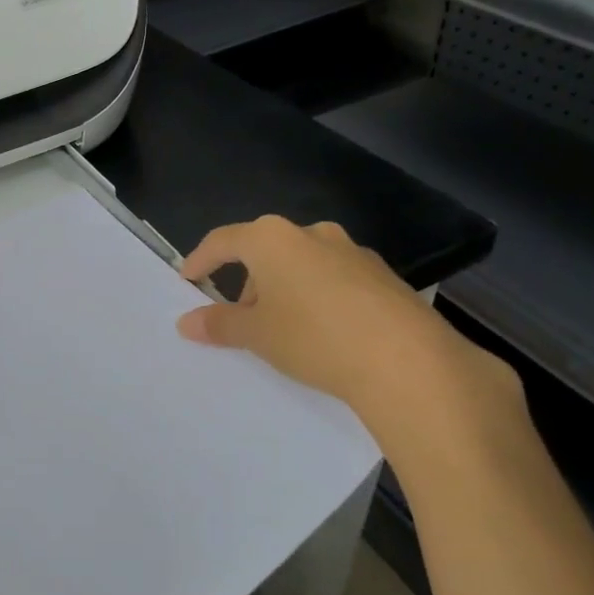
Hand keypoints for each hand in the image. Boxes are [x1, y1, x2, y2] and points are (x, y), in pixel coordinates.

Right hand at [175, 216, 519, 460]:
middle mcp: (312, 234)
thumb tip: (186, 322)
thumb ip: (219, 324)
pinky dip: (317, 297)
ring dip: (283, 290)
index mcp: (272, 239)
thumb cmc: (313, 337)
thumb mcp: (257, 334)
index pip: (223, 241)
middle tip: (242, 321)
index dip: (201, 260)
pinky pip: (334, 279)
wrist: (407, 360)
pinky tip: (325, 333)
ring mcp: (352, 251)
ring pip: (301, 265)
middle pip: (265, 251)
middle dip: (248, 283)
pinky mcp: (383, 275)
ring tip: (285, 332)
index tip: (188, 280)